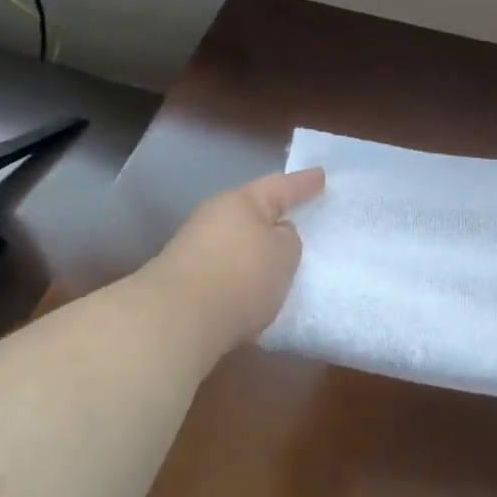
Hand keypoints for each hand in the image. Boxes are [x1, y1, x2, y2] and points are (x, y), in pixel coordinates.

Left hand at [144, 169, 325, 355]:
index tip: (322, 176)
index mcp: (242, 201)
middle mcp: (215, 216)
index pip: (281, 186)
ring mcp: (194, 247)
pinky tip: (251, 292)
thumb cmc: (241, 276)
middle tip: (298, 220)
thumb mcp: (284, 255)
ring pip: (236, 241)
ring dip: (255, 250)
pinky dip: (239, 275)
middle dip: (274, 216)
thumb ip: (287, 240)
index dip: (304, 183)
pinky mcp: (183, 280)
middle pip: (252, 211)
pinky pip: (224, 268)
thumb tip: (275, 236)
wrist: (175, 321)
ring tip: (278, 263)